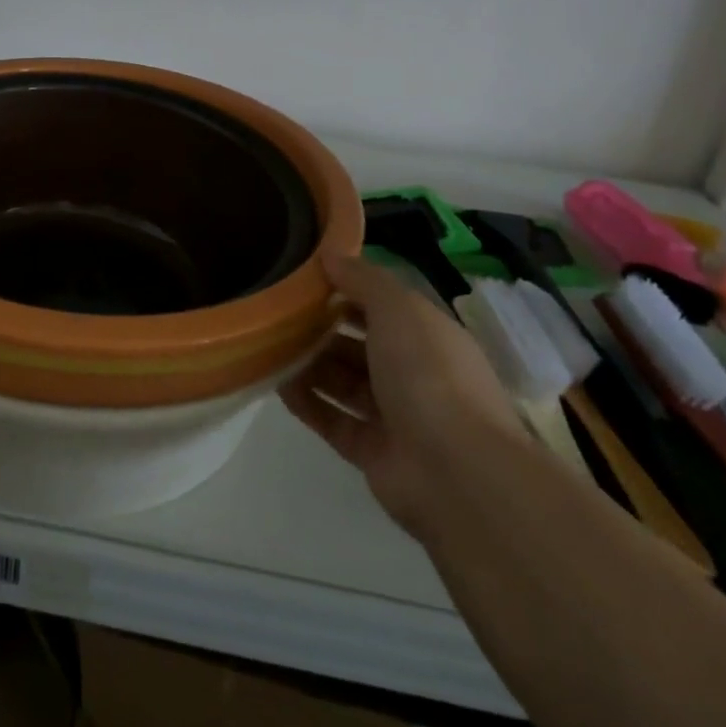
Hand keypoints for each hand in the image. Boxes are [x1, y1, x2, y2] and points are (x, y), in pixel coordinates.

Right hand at [281, 255, 524, 541]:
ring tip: (269, 346)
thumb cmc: (429, 373)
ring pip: (344, 382)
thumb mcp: (398, 309)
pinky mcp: (373, 452)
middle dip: (322, 329)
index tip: (305, 278)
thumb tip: (330, 254)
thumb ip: (363, 279)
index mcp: (428, 336)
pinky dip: (307, 403)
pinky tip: (277, 386)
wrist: (456, 471)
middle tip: (278, 314)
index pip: (383, 306)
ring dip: (310, 365)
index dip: (347, 290)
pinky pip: (333, 420)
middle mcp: (414, 373)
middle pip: (360, 345)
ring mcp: (395, 416)